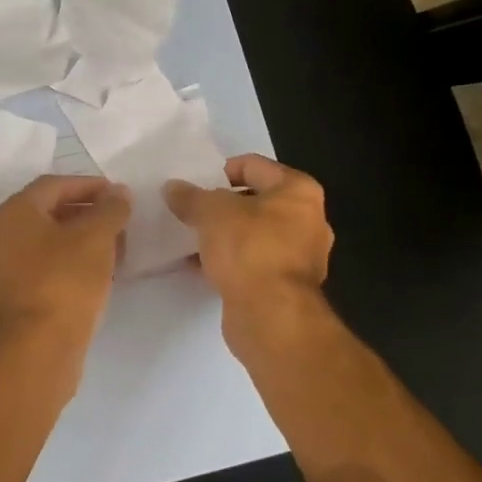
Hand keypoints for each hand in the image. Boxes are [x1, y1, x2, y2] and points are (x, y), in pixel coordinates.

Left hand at [0, 175, 131, 375]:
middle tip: (118, 220)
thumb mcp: (97, 237)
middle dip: (87, 213)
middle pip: (49, 213)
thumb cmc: (65, 281)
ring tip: (114, 248)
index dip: (89, 185)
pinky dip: (70, 264)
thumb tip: (118, 193)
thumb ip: (111, 209)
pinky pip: (45, 269)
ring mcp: (3, 269)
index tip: (117, 194)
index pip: (55, 184)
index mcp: (15, 212)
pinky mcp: (13, 299)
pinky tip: (97, 275)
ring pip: (48, 243)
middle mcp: (1, 235)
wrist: (38, 349)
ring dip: (81, 240)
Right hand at [164, 155, 333, 336]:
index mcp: (298, 191)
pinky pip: (254, 262)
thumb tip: (172, 188)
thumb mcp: (211, 213)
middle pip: (256, 201)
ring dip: (225, 235)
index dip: (221, 171)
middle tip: (191, 211)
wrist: (272, 316)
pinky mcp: (288, 286)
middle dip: (222, 206)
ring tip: (192, 238)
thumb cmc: (249, 248)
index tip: (194, 185)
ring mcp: (301, 256)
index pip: (254, 166)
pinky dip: (231, 260)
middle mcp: (308, 219)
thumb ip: (190, 197)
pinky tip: (201, 266)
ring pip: (254, 234)